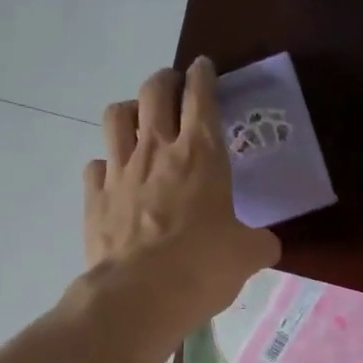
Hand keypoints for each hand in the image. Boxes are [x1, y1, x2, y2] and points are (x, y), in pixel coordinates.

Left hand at [84, 58, 280, 326]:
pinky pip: (96, 165)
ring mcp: (120, 170)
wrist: (140, 295)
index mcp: (202, 154)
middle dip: (165, 80)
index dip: (203, 75)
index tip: (203, 67)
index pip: (202, 96)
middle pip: (154, 91)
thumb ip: (259, 243)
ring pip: (116, 115)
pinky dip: (106, 165)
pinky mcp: (95, 197)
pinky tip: (115, 178)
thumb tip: (266, 245)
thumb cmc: (202, 267)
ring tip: (138, 122)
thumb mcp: (247, 257)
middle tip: (173, 87)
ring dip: (129, 110)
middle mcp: (157, 150)